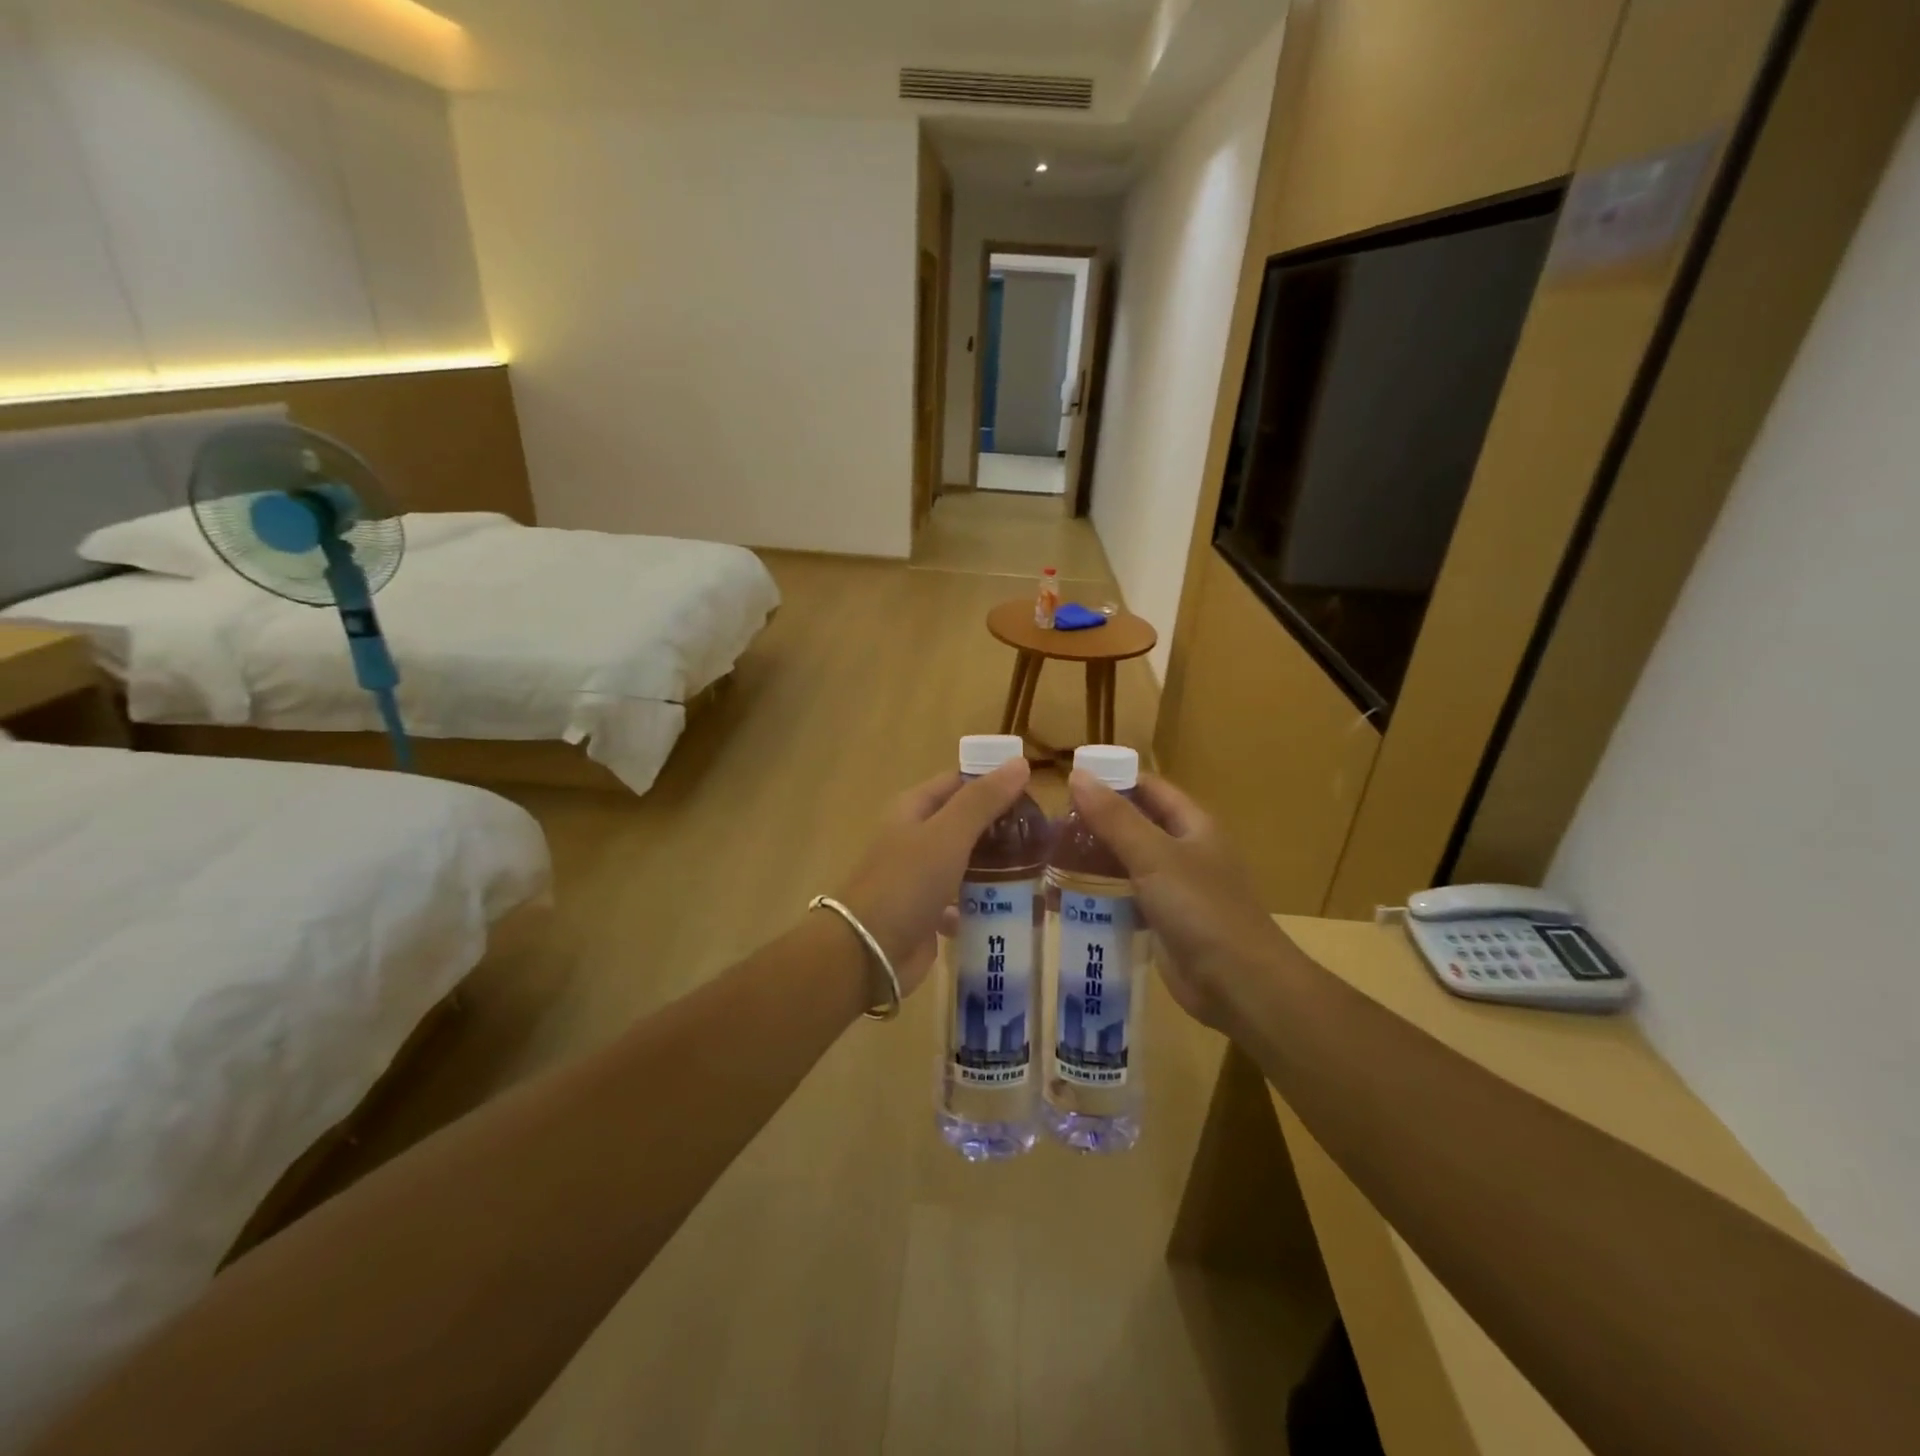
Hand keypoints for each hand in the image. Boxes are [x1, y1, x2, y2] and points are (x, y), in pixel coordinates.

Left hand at [835, 759, 1032, 997]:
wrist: (869, 952)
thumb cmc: (907, 882)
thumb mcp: (948, 834)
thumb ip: (983, 800)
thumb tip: (1020, 763)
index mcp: (913, 809)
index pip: (959, 782)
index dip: (994, 783)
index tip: (1034, 794)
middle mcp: (915, 838)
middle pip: (965, 822)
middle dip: (1001, 827)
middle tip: (1043, 835)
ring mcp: (921, 877)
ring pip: (967, 861)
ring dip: (997, 865)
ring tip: (1038, 868)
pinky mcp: (929, 912)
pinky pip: (963, 899)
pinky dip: (985, 901)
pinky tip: (1014, 906)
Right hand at [1066, 771, 1293, 1034]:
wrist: (1239, 984)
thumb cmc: (1200, 908)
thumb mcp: (1154, 856)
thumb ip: (1114, 817)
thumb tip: (1077, 775)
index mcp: (1193, 824)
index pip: (1148, 788)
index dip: (1112, 780)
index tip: (1068, 784)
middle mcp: (1185, 850)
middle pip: (1135, 824)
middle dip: (1096, 822)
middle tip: (1049, 826)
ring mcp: (1175, 887)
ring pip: (1128, 861)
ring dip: (1095, 858)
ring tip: (1049, 857)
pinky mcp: (1164, 920)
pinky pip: (1127, 896)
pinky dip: (1101, 892)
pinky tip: (1067, 896)